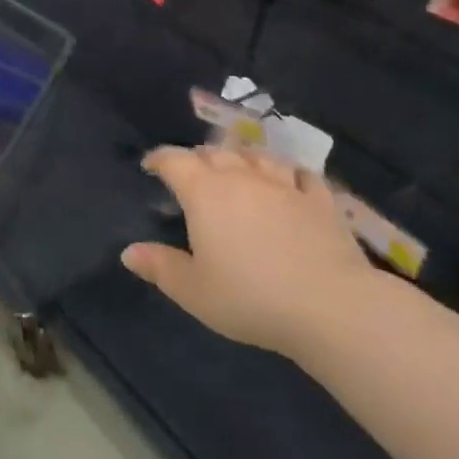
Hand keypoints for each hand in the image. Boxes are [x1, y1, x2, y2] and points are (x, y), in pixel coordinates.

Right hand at [123, 145, 376, 356]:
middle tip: (193, 173)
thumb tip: (128, 251)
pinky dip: (288, 173)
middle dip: (199, 158)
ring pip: (257, 156)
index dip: (159, 159)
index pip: (174, 160)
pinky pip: (301, 174)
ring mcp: (283, 184)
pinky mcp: (319, 200)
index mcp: (204, 191)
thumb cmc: (251, 297)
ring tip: (238, 168)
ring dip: (242, 158)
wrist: (330, 306)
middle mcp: (241, 177)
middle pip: (215, 152)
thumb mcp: (194, 291)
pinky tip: (289, 181)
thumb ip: (159, 267)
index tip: (151, 165)